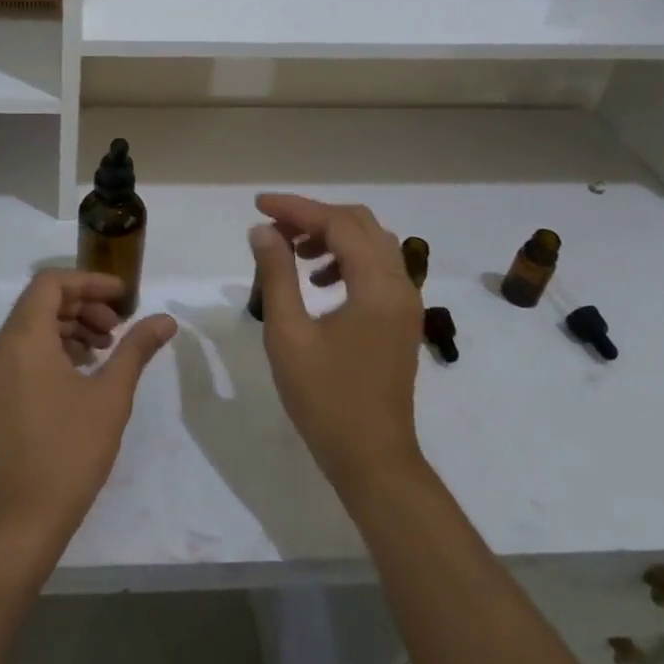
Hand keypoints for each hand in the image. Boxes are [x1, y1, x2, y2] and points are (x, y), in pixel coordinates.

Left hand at [0, 271, 177, 547]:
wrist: (24, 514)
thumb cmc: (70, 449)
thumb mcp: (111, 395)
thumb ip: (136, 348)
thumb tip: (166, 319)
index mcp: (24, 337)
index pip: (52, 282)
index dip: (89, 281)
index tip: (123, 296)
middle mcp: (4, 344)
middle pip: (42, 300)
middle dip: (84, 304)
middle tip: (118, 327)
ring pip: (35, 324)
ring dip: (72, 324)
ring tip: (107, 348)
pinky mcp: (0, 389)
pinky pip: (28, 348)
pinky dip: (57, 345)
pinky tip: (86, 368)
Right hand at [248, 195, 424, 497]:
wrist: (372, 458)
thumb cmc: (325, 398)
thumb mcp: (288, 334)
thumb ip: (276, 275)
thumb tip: (263, 231)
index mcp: (377, 286)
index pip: (338, 224)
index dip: (296, 208)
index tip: (258, 205)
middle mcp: (401, 285)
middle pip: (360, 224)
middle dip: (315, 216)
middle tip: (274, 227)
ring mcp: (405, 302)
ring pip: (371, 243)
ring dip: (332, 235)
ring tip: (293, 252)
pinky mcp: (400, 318)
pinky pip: (377, 267)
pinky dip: (346, 258)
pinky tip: (317, 281)